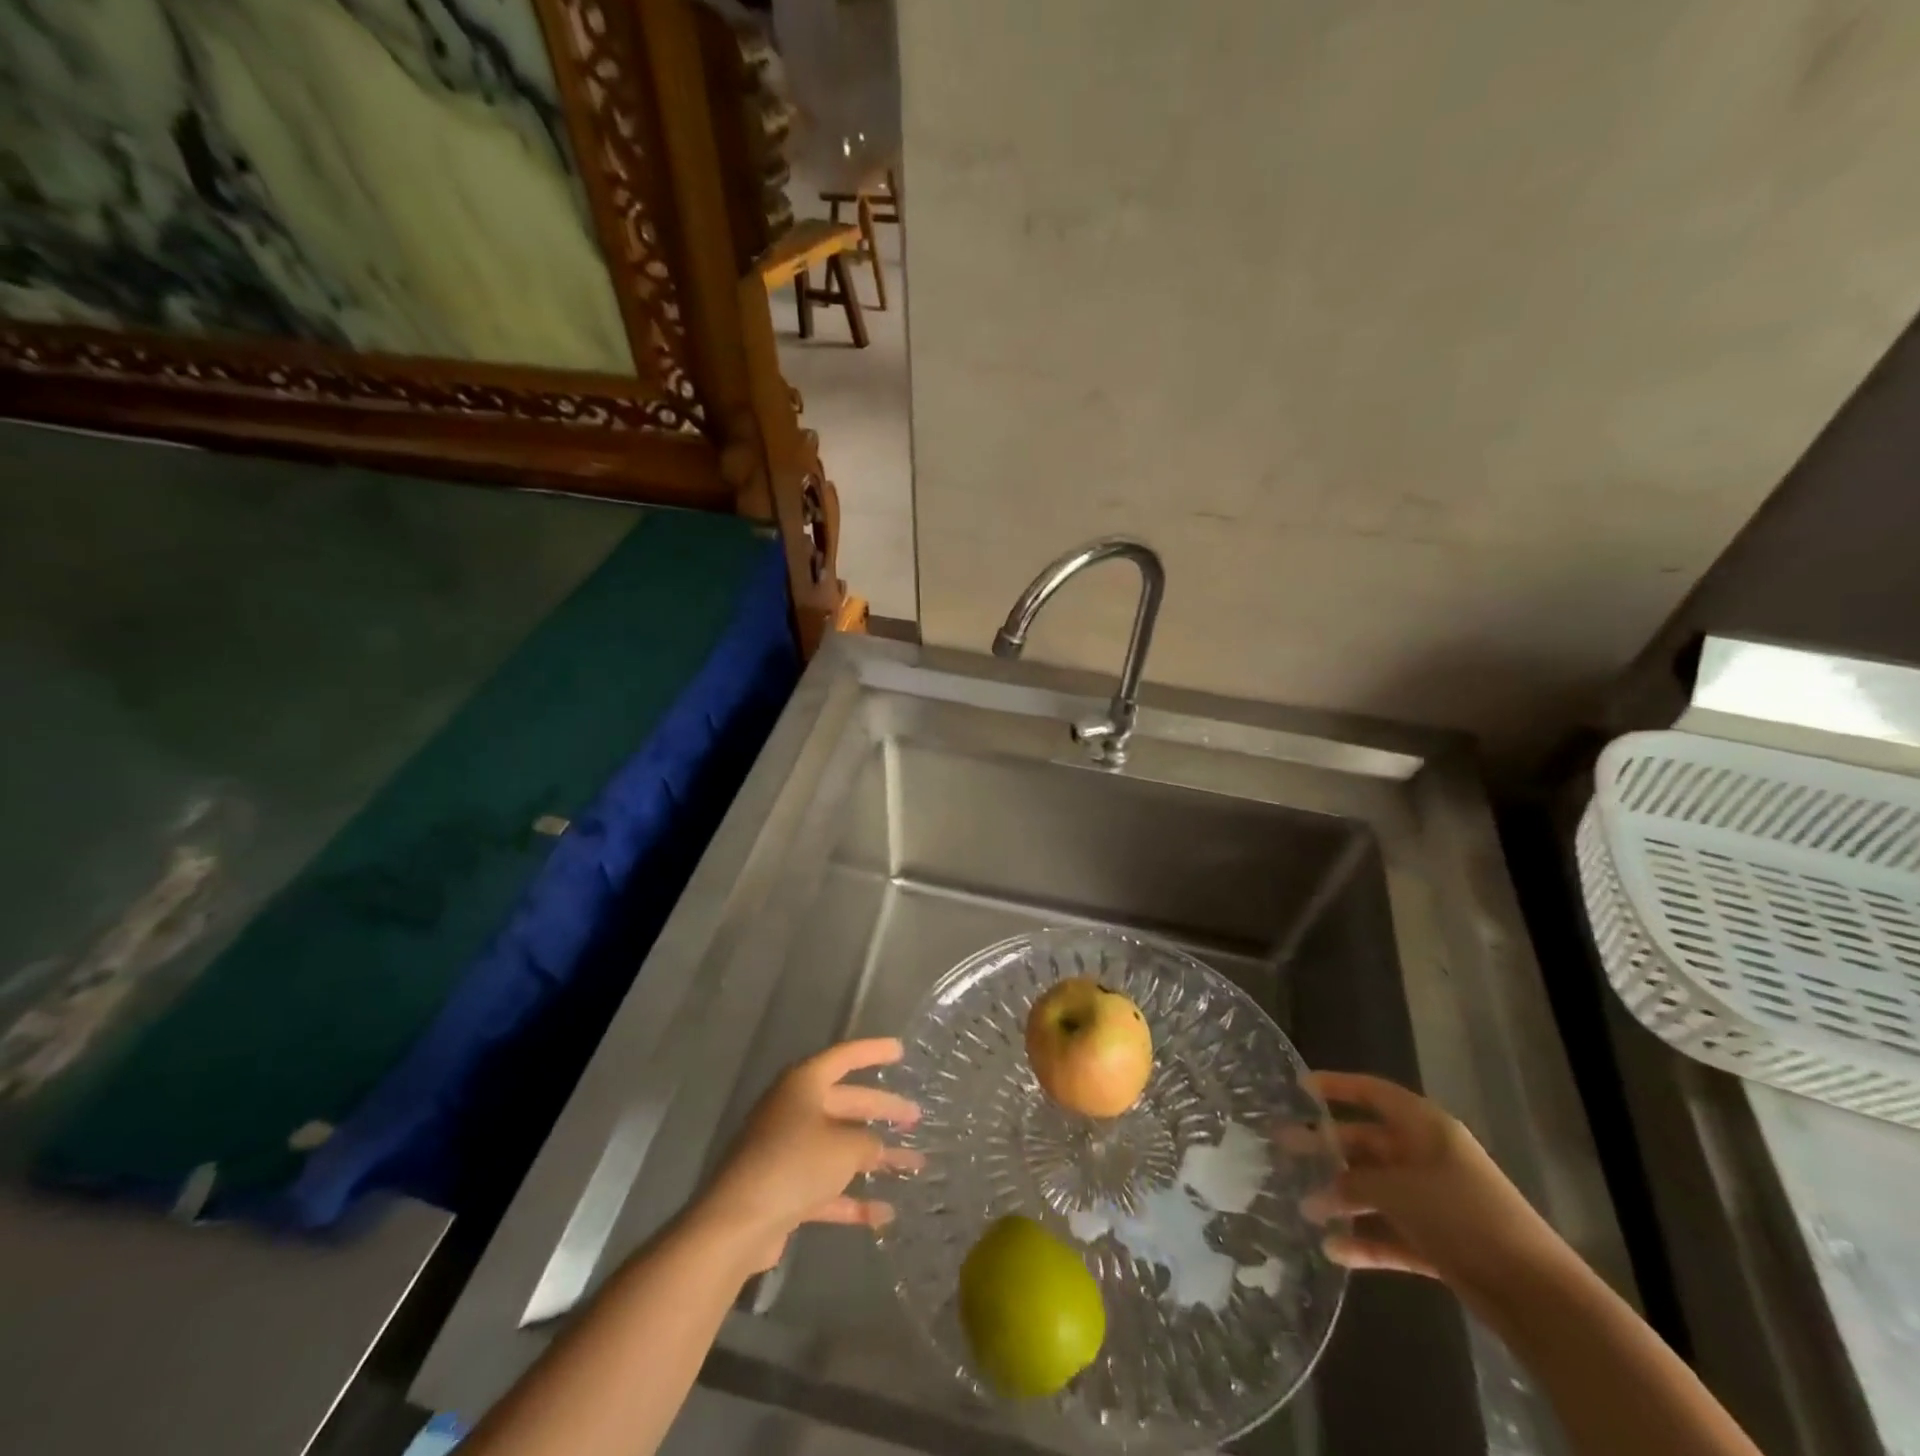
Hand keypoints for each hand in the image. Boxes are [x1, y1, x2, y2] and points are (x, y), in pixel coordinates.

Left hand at [693, 1038, 923, 1274]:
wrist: (738, 1223)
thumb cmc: (794, 1164)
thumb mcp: (844, 1147)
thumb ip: (867, 1141)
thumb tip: (874, 1146)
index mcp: (804, 1084)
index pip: (845, 1057)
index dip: (873, 1052)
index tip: (900, 1051)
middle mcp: (794, 1110)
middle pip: (846, 1103)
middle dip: (881, 1110)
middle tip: (915, 1116)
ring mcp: (787, 1150)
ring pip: (839, 1146)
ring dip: (874, 1158)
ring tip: (913, 1164)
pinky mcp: (784, 1188)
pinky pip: (826, 1186)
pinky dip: (852, 1198)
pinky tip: (884, 1214)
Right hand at [1303, 1071, 1560, 1295]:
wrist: (1535, 1293)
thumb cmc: (1462, 1215)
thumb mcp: (1398, 1189)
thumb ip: (1354, 1182)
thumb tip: (1320, 1191)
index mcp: (1425, 1127)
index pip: (1373, 1093)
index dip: (1336, 1085)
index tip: (1299, 1086)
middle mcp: (1427, 1157)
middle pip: (1367, 1143)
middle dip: (1327, 1147)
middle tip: (1283, 1146)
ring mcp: (1434, 1201)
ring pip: (1376, 1190)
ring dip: (1342, 1198)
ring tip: (1304, 1209)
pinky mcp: (1440, 1243)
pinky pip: (1393, 1233)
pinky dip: (1366, 1241)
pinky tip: (1334, 1251)